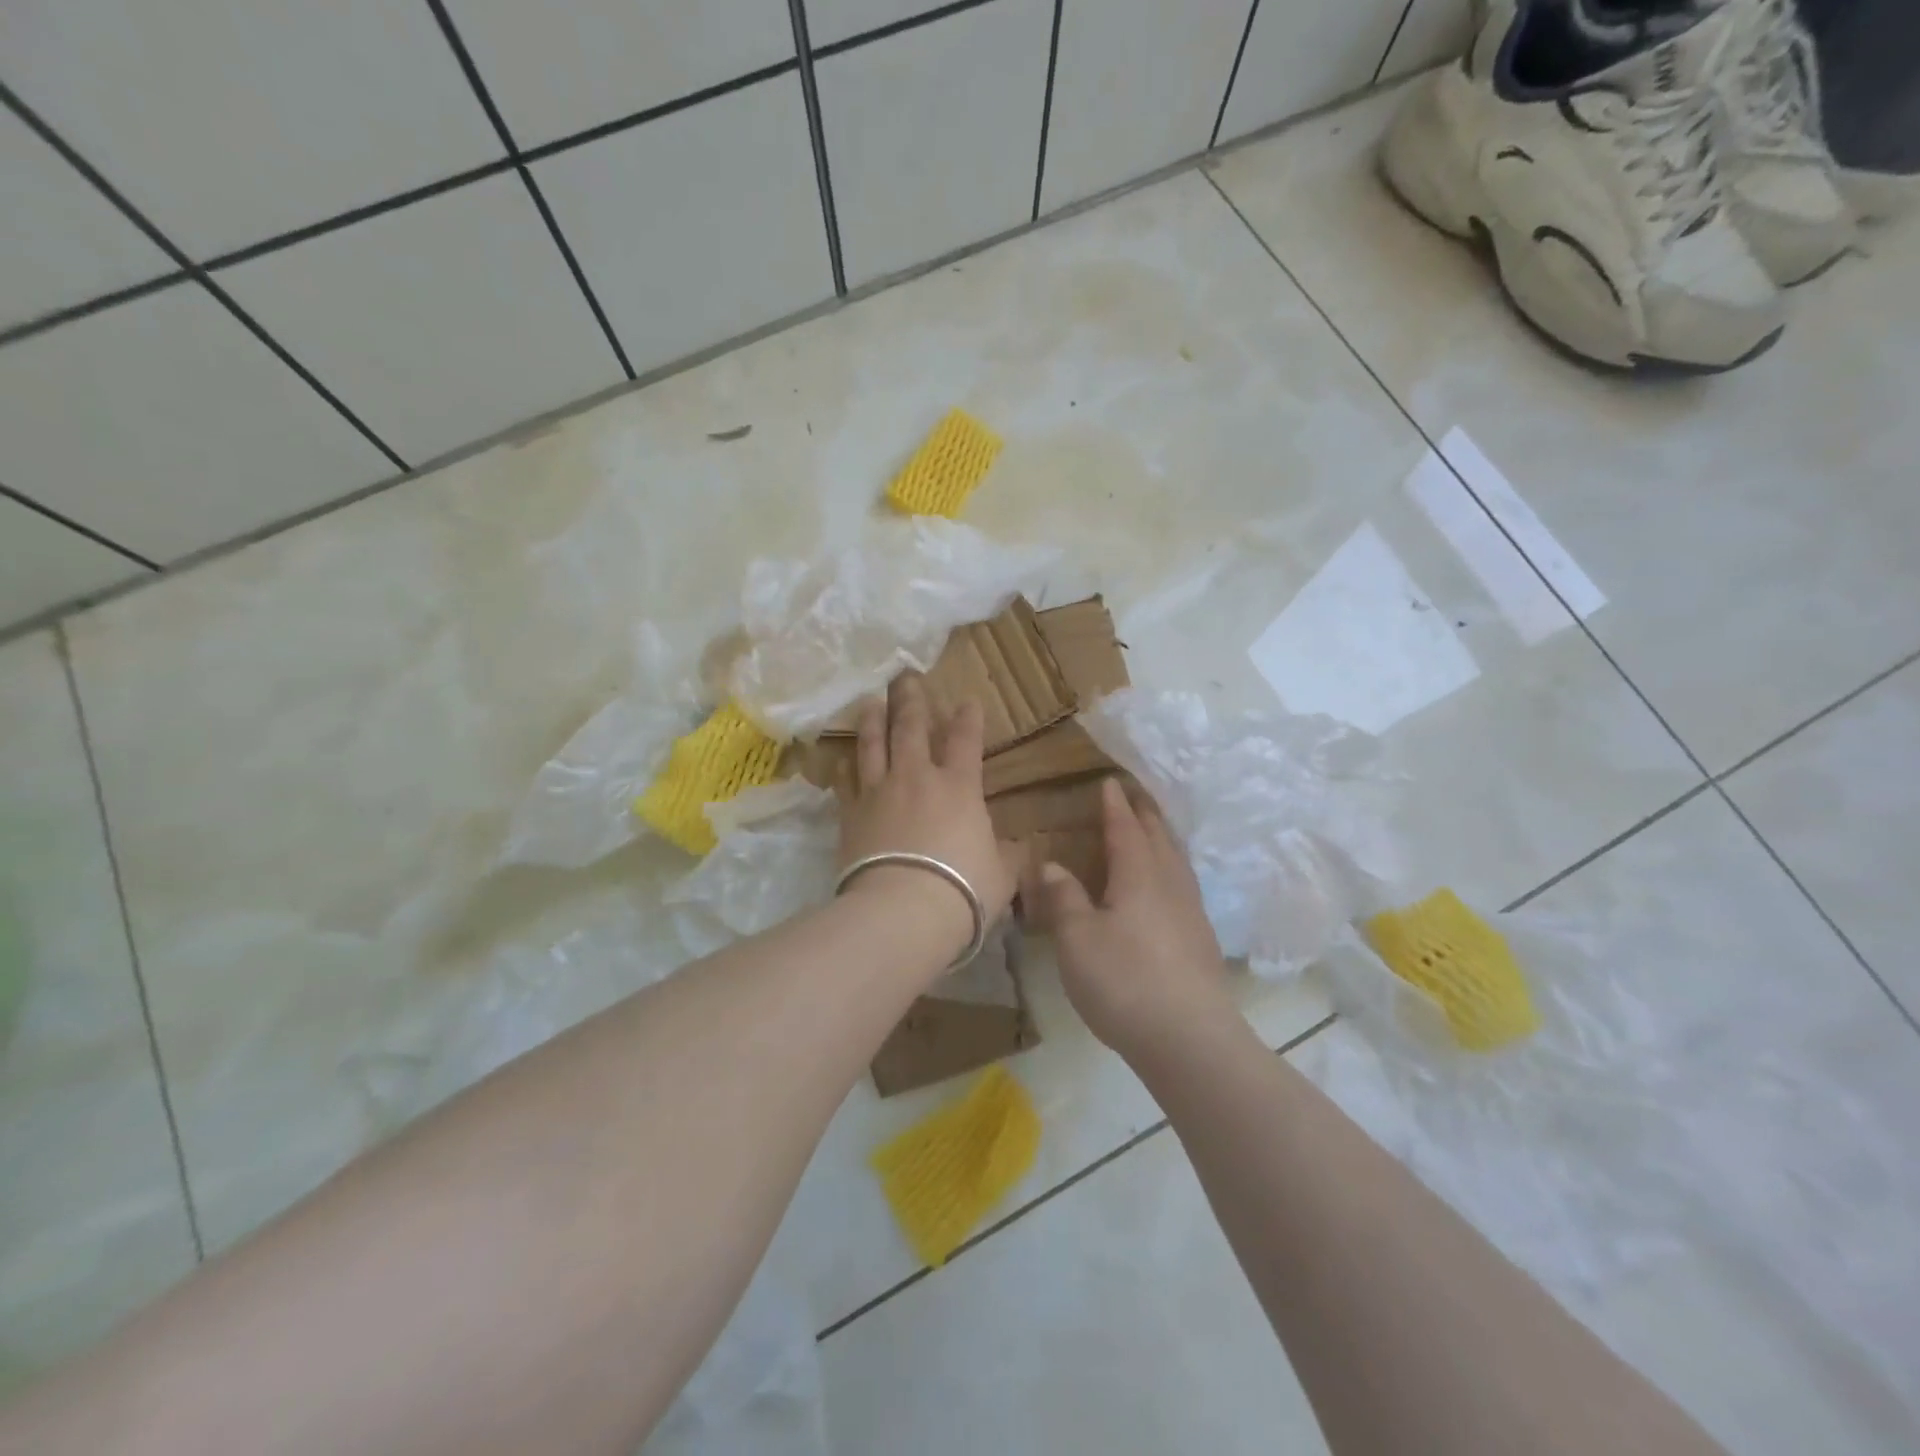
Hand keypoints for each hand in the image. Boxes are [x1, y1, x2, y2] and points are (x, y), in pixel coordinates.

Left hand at [837, 675, 1015, 955]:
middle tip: (904, 678)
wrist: (903, 910)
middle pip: (911, 728)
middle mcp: (917, 778)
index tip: (967, 701)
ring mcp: (879, 792)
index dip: (968, 718)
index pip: (966, 741)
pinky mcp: (850, 814)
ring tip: (870, 702)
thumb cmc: (963, 889)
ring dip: (873, 721)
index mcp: (959, 787)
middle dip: (911, 700)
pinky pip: (845, 784)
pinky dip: (844, 769)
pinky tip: (841, 762)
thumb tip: (1020, 848)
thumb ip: (1009, 855)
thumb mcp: (1002, 874)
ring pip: (874, 746)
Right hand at [1022, 778, 1235, 1060]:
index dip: (1114, 805)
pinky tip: (1166, 887)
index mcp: (1139, 875)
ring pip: (1176, 861)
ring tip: (1152, 832)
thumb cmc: (1125, 982)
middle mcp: (1170, 884)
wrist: (1190, 1040)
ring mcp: (1191, 912)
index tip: (1108, 782)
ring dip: (1162, 839)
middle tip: (1133, 796)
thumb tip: (1052, 864)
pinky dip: (1170, 868)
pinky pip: (1183, 885)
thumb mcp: (1077, 940)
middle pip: (1159, 837)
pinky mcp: (1201, 939)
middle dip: (1144, 814)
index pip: (1125, 828)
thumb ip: (1064, 898)